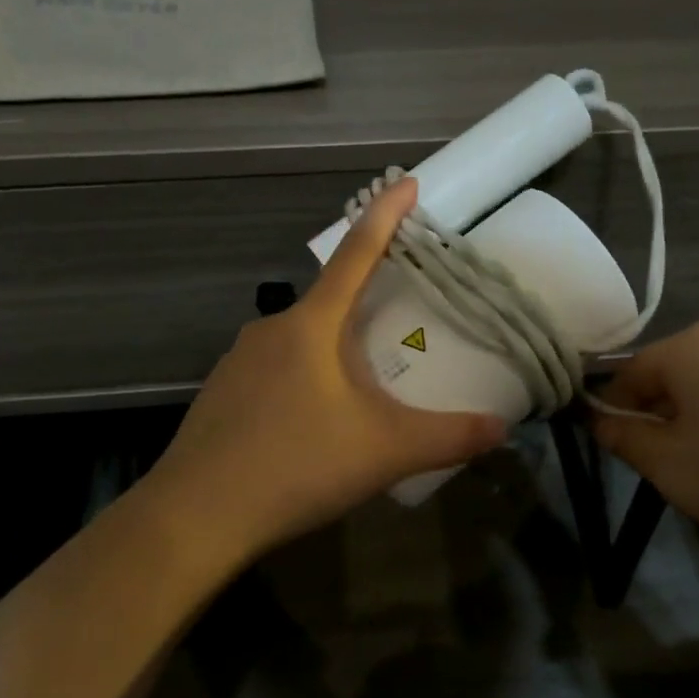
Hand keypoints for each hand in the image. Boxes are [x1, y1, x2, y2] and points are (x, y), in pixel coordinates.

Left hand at [138, 177, 506, 563]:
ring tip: (362, 392)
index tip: (406, 182)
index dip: (385, 215)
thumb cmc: (297, 465)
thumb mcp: (387, 451)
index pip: (356, 254)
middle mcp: (272, 328)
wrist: (197, 515)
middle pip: (330, 301)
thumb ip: (450, 437)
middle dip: (367, 306)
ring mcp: (239, 359)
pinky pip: (275, 370)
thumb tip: (501, 428)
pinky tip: (312, 424)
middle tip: (401, 328)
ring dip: (334, 351)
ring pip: (301, 341)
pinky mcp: (222, 392)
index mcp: (313, 325)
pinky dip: (304, 380)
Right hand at [591, 320, 698, 553]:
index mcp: (688, 346)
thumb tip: (599, 422)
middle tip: (659, 462)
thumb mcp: (666, 464)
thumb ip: (623, 439)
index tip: (613, 448)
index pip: (628, 372)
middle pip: (672, 374)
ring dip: (696, 420)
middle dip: (657, 415)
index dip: (612, 410)